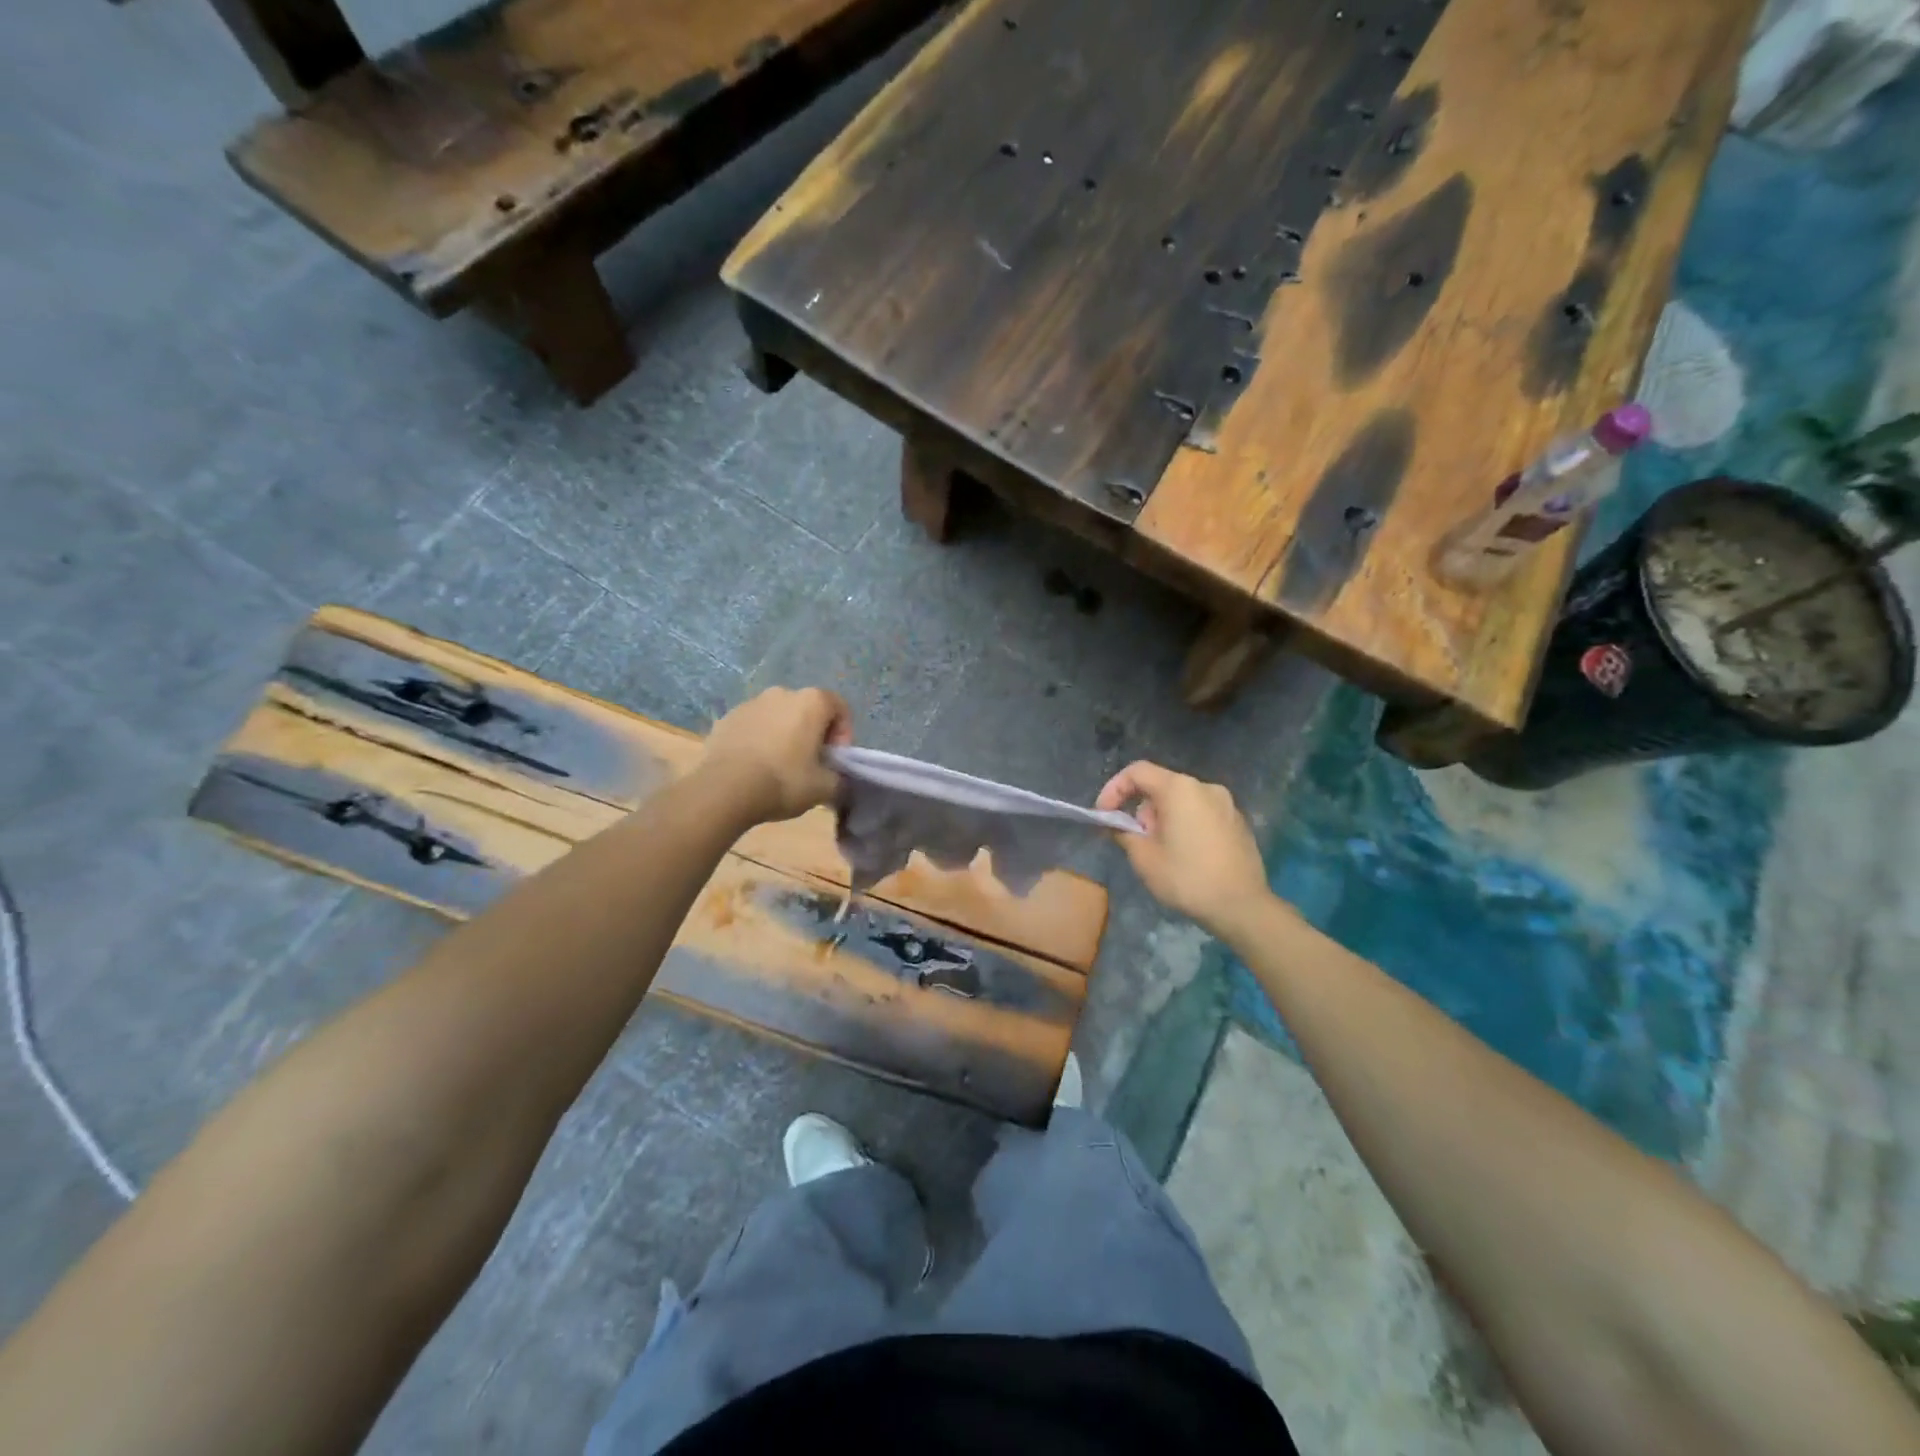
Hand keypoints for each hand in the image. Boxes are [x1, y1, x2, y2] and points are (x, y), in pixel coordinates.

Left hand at [701, 687, 852, 823]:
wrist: (725, 789)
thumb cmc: (784, 781)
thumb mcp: (825, 788)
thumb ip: (839, 779)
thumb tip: (836, 779)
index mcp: (811, 701)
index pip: (840, 708)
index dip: (844, 734)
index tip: (835, 760)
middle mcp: (781, 693)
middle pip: (807, 710)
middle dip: (813, 734)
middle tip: (810, 765)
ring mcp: (750, 703)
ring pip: (778, 717)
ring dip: (784, 736)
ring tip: (779, 767)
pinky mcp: (726, 718)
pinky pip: (753, 727)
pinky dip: (759, 741)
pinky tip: (755, 767)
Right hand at [1095, 761, 1270, 936]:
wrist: (1242, 906)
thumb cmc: (1187, 878)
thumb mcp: (1144, 858)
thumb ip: (1124, 832)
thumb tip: (1119, 825)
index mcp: (1180, 789)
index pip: (1137, 772)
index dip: (1114, 789)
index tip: (1104, 814)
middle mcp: (1205, 787)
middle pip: (1161, 786)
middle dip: (1141, 809)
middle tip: (1135, 840)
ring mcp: (1227, 804)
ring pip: (1182, 801)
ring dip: (1163, 818)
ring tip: (1160, 851)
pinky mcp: (1238, 822)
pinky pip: (1201, 813)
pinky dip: (1186, 825)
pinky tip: (1186, 855)